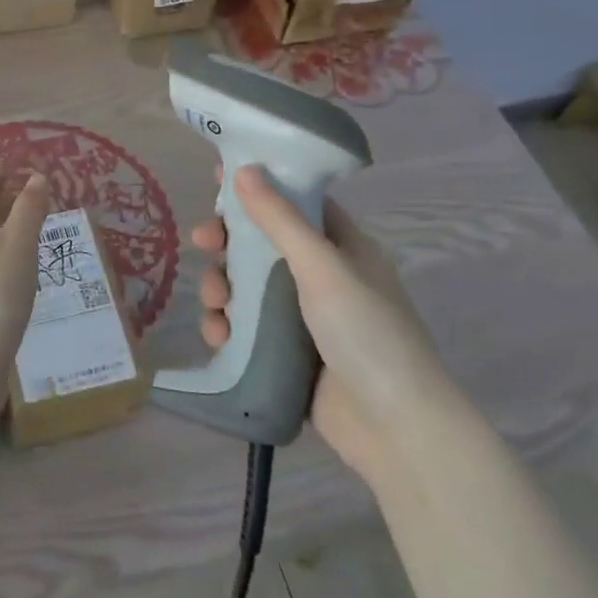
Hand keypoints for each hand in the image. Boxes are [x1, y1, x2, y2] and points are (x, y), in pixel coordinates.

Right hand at [193, 165, 453, 477]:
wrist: (395, 429)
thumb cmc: (366, 334)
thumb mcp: (323, 268)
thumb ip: (280, 219)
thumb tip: (244, 169)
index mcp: (342, 247)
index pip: (295, 202)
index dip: (259, 188)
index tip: (217, 180)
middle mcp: (322, 276)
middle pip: (262, 244)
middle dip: (229, 242)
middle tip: (203, 242)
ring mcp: (302, 317)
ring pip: (247, 286)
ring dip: (222, 287)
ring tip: (215, 303)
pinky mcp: (286, 354)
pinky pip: (246, 327)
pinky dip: (227, 326)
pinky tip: (219, 336)